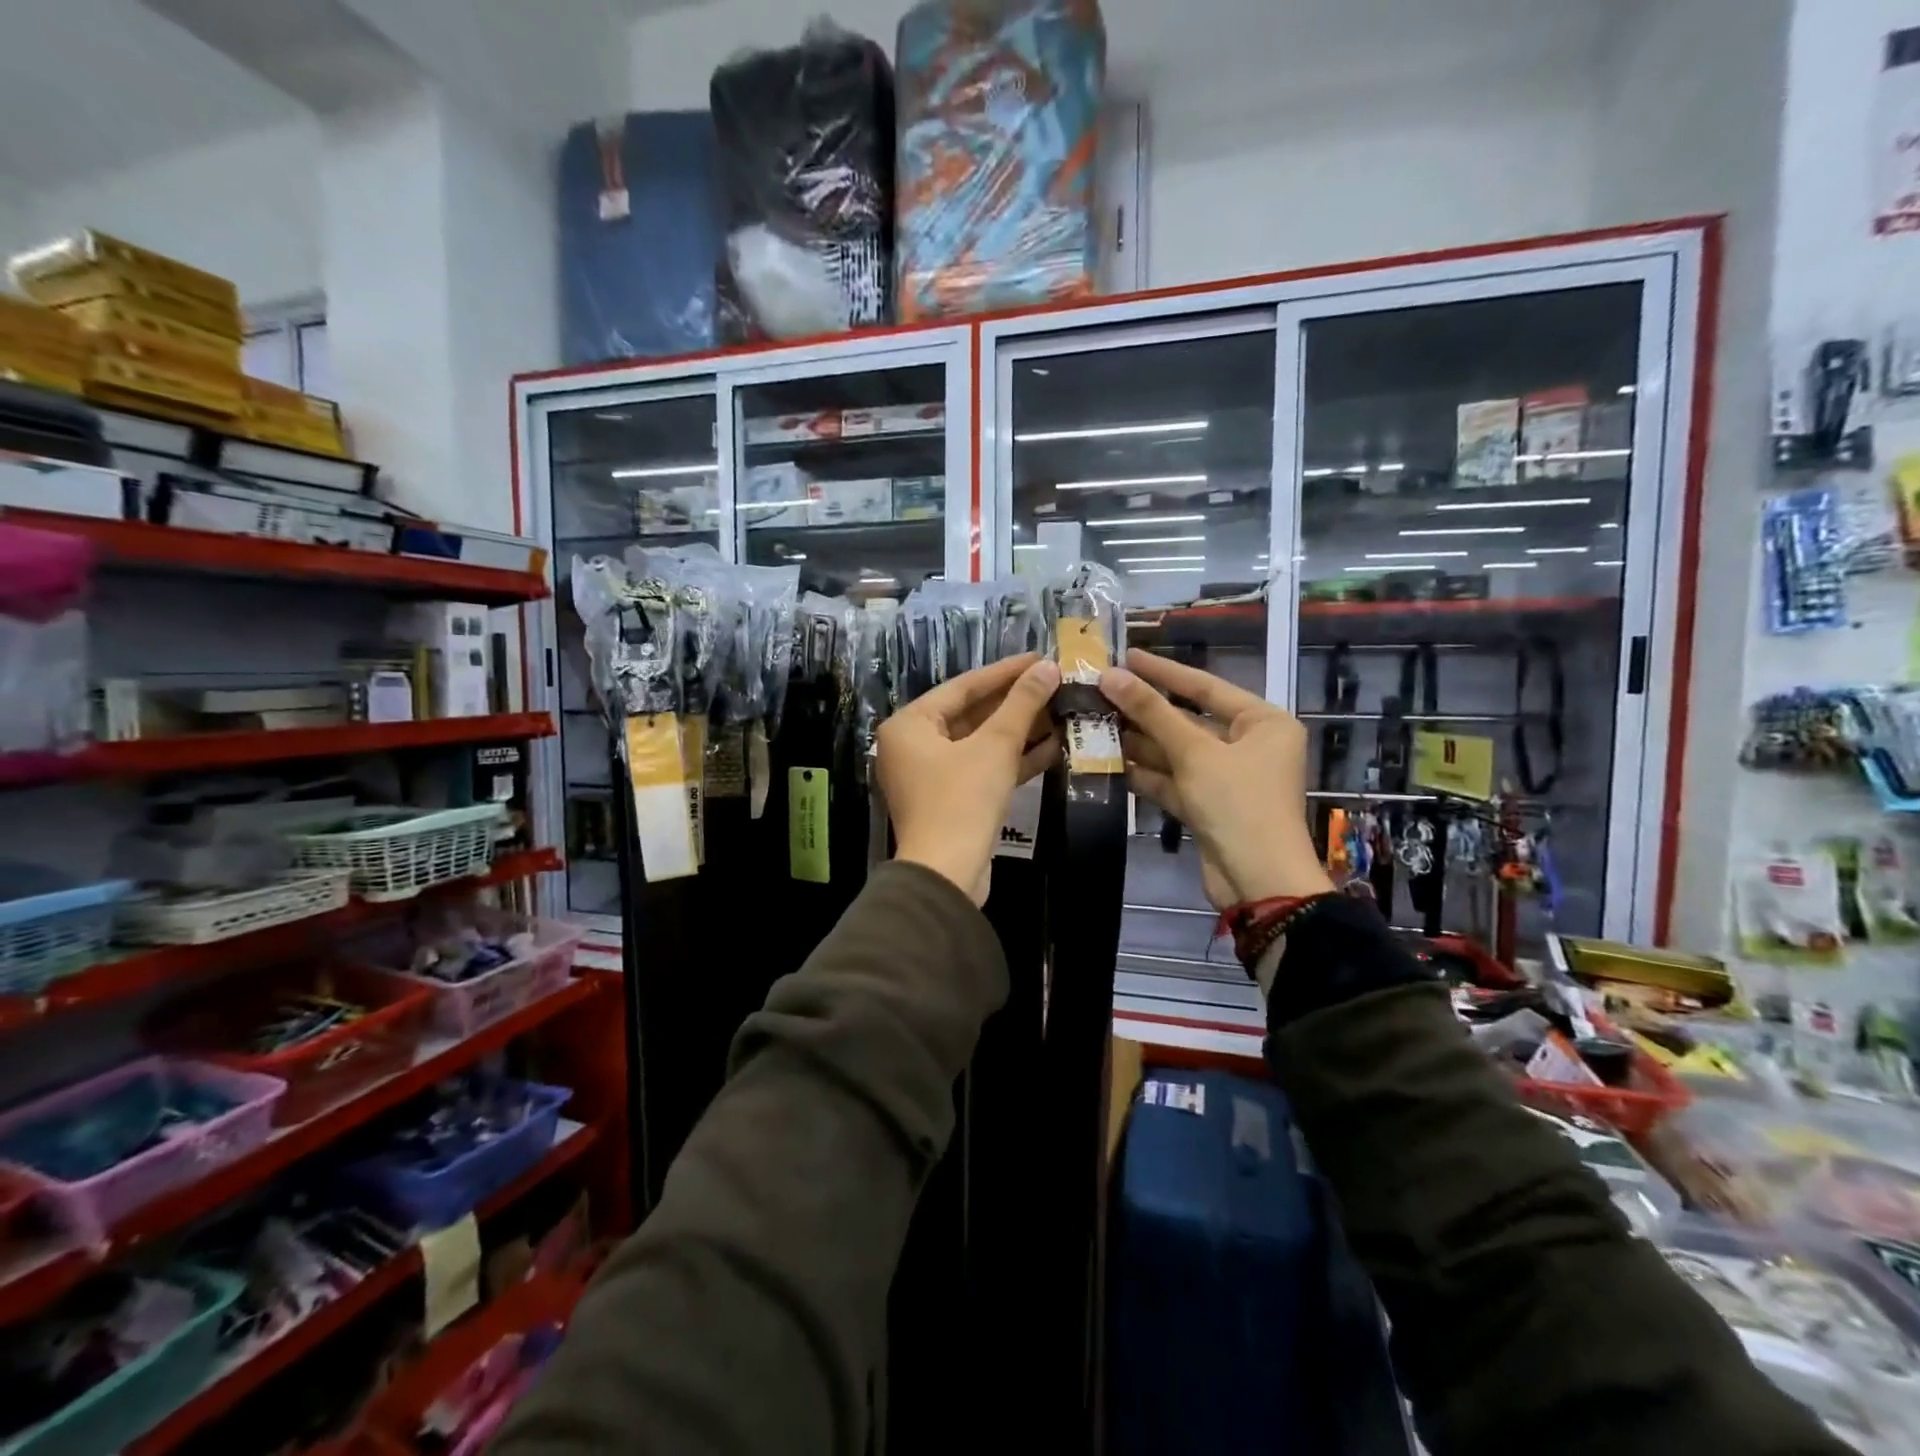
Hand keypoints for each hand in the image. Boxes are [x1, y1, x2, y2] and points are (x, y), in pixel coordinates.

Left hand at [877, 654, 1061, 903]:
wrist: (948, 875)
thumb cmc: (962, 800)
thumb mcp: (995, 746)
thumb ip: (1022, 704)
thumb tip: (1048, 668)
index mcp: (910, 725)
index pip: (963, 687)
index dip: (1005, 671)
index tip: (1040, 658)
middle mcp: (914, 746)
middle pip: (972, 714)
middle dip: (1015, 702)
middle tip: (1054, 683)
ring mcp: (932, 775)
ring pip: (981, 743)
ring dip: (1020, 731)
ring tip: (1061, 710)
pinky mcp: (952, 800)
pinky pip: (983, 768)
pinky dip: (1013, 759)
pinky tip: (1053, 747)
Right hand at [1098, 648, 1331, 910]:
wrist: (1258, 882)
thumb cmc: (1238, 804)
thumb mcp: (1194, 753)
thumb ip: (1152, 713)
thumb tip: (1110, 675)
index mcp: (1263, 722)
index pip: (1206, 686)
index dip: (1164, 671)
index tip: (1126, 657)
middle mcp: (1249, 745)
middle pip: (1189, 720)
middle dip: (1146, 711)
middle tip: (1101, 692)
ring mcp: (1227, 778)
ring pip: (1177, 752)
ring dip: (1140, 742)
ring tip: (1095, 722)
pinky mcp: (1208, 806)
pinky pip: (1174, 780)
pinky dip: (1146, 772)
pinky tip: (1110, 760)